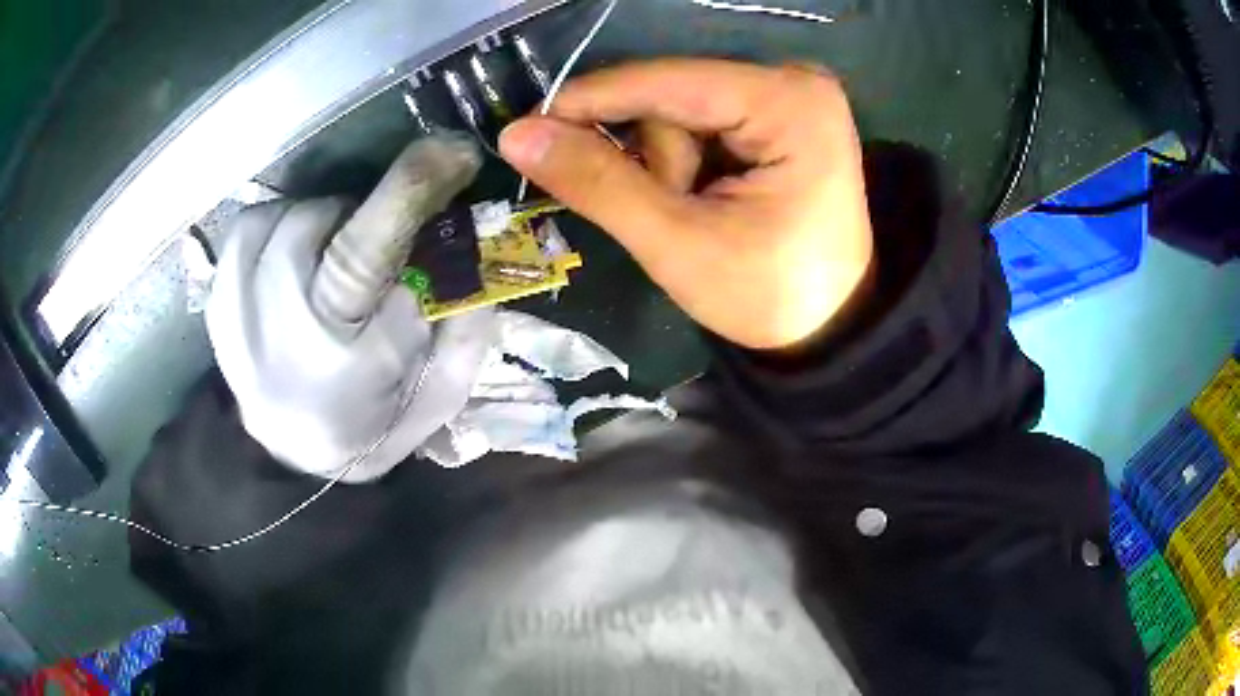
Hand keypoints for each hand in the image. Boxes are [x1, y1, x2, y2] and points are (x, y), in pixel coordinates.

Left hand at [207, 135, 496, 481]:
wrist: (294, 455)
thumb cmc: (374, 426)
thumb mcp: (440, 393)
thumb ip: (465, 323)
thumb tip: (473, 236)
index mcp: (342, 365)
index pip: (365, 256)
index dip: (408, 190)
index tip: (451, 148)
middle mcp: (274, 337)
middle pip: (315, 221)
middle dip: (356, 214)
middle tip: (371, 241)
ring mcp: (234, 319)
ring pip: (277, 217)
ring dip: (316, 220)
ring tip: (328, 254)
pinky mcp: (216, 305)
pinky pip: (245, 229)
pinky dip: (276, 225)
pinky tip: (291, 258)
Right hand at [500, 59, 873, 350]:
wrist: (828, 326)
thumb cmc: (769, 295)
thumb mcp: (679, 245)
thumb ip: (598, 183)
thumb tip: (517, 134)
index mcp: (789, 103)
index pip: (666, 82)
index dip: (591, 100)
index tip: (529, 126)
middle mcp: (794, 82)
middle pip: (674, 96)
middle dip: (656, 158)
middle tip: (677, 213)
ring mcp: (790, 95)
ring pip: (681, 111)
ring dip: (672, 165)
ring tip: (705, 214)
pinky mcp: (780, 113)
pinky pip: (701, 122)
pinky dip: (687, 162)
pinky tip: (710, 197)